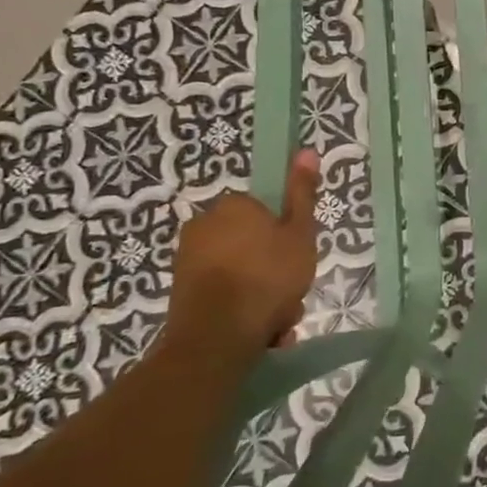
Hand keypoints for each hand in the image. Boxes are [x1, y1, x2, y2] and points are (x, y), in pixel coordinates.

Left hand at [164, 150, 321, 360]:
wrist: (218, 336)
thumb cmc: (268, 277)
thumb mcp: (300, 234)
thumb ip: (302, 194)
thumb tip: (307, 150)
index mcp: (233, 206)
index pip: (266, 213)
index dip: (285, 236)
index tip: (297, 259)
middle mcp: (204, 224)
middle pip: (253, 244)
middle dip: (273, 271)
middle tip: (291, 294)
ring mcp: (187, 259)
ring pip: (240, 272)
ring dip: (261, 295)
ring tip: (278, 321)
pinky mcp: (180, 291)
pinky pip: (222, 294)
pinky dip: (240, 309)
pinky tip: (260, 330)